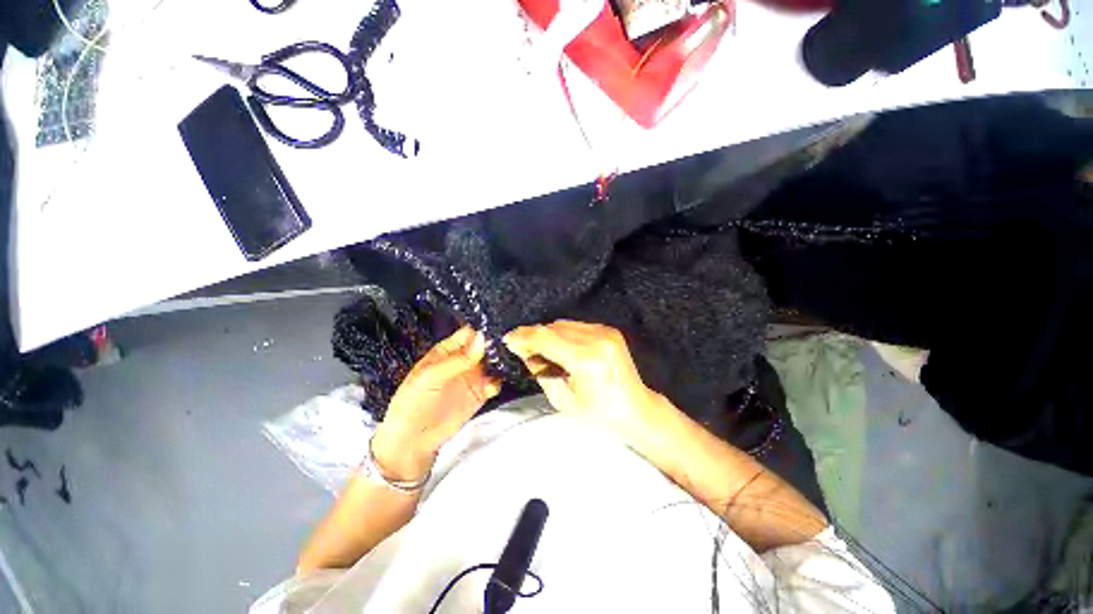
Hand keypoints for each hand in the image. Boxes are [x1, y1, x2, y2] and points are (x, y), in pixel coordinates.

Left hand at [372, 327, 500, 481]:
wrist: (413, 440)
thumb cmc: (413, 403)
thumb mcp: (431, 377)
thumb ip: (458, 359)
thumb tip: (482, 338)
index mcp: (448, 350)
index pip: (469, 333)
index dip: (483, 329)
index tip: (500, 328)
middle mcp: (463, 360)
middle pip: (485, 346)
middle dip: (497, 344)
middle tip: (510, 345)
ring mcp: (473, 376)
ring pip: (493, 362)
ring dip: (501, 362)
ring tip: (507, 364)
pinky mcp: (480, 393)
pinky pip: (494, 382)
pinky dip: (497, 382)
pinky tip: (491, 388)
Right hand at [504, 321, 667, 449]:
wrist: (637, 410)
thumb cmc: (599, 415)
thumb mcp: (563, 399)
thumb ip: (540, 370)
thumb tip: (523, 350)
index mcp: (587, 358)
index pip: (546, 338)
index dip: (523, 336)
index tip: (507, 339)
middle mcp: (597, 338)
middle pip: (553, 327)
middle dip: (533, 335)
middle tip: (521, 347)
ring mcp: (605, 331)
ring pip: (563, 323)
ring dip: (547, 334)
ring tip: (540, 350)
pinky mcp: (608, 330)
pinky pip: (575, 326)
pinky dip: (562, 334)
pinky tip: (559, 347)